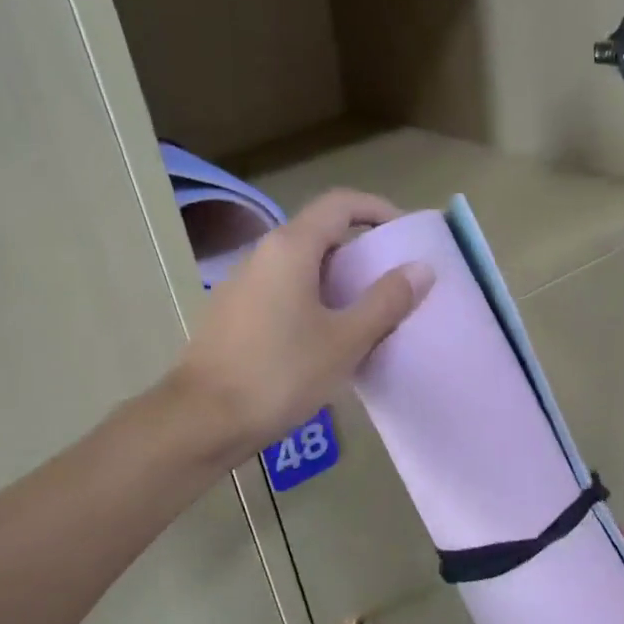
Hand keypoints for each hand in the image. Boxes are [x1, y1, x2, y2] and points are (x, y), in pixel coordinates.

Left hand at [171, 190, 433, 460]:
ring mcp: (243, 285)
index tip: (407, 235)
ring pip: (301, 267)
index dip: (379, 210)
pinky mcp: (234, 315)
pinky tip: (328, 341)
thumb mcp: (345, 340)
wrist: (202, 420)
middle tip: (394, 282)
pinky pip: (283, 293)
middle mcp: (262, 255)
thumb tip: (421, 268)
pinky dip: (313, 302)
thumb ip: (386, 301)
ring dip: (338, 281)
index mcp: (290, 248)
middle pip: (320, 234)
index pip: (341, 203)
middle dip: (361, 252)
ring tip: (369, 315)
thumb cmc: (280, 374)